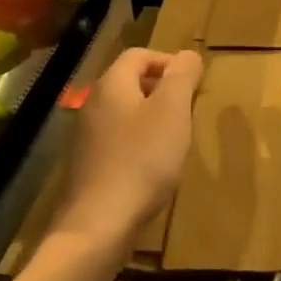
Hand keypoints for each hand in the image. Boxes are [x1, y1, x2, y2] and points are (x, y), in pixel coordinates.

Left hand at [52, 48, 202, 251]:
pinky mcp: (88, 165)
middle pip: (131, 82)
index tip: (193, 83)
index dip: (169, 61)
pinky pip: (119, 140)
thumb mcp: (173, 110)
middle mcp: (93, 104)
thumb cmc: (142, 159)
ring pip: (126, 112)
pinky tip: (153, 167)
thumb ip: (182, 75)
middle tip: (188, 110)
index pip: (139, 55)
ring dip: (152, 118)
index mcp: (112, 85)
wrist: (98, 225)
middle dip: (163, 90)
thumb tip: (188, 55)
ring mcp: (87, 137)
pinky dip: (139, 144)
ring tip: (175, 139)